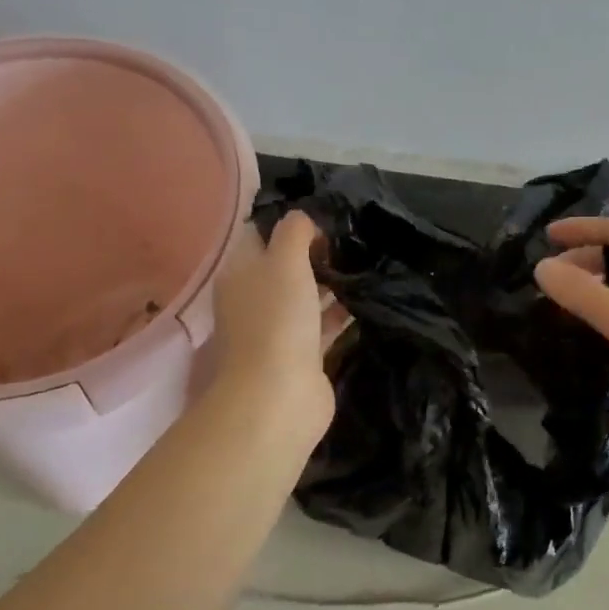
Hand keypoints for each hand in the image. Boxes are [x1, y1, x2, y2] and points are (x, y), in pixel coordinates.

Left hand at [207, 211, 347, 455]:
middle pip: (285, 265)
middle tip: (352, 237)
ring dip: (331, 281)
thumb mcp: (284, 259)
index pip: (260, 234)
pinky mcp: (302, 355)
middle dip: (315, 251)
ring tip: (367, 261)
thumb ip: (294, 230)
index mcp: (240, 272)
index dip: (289, 221)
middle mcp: (254, 298)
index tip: (324, 213)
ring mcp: (278, 329)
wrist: (278, 396)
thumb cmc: (277, 318)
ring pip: (306, 295)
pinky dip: (341, 312)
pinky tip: (368, 297)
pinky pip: (323, 324)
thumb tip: (304, 218)